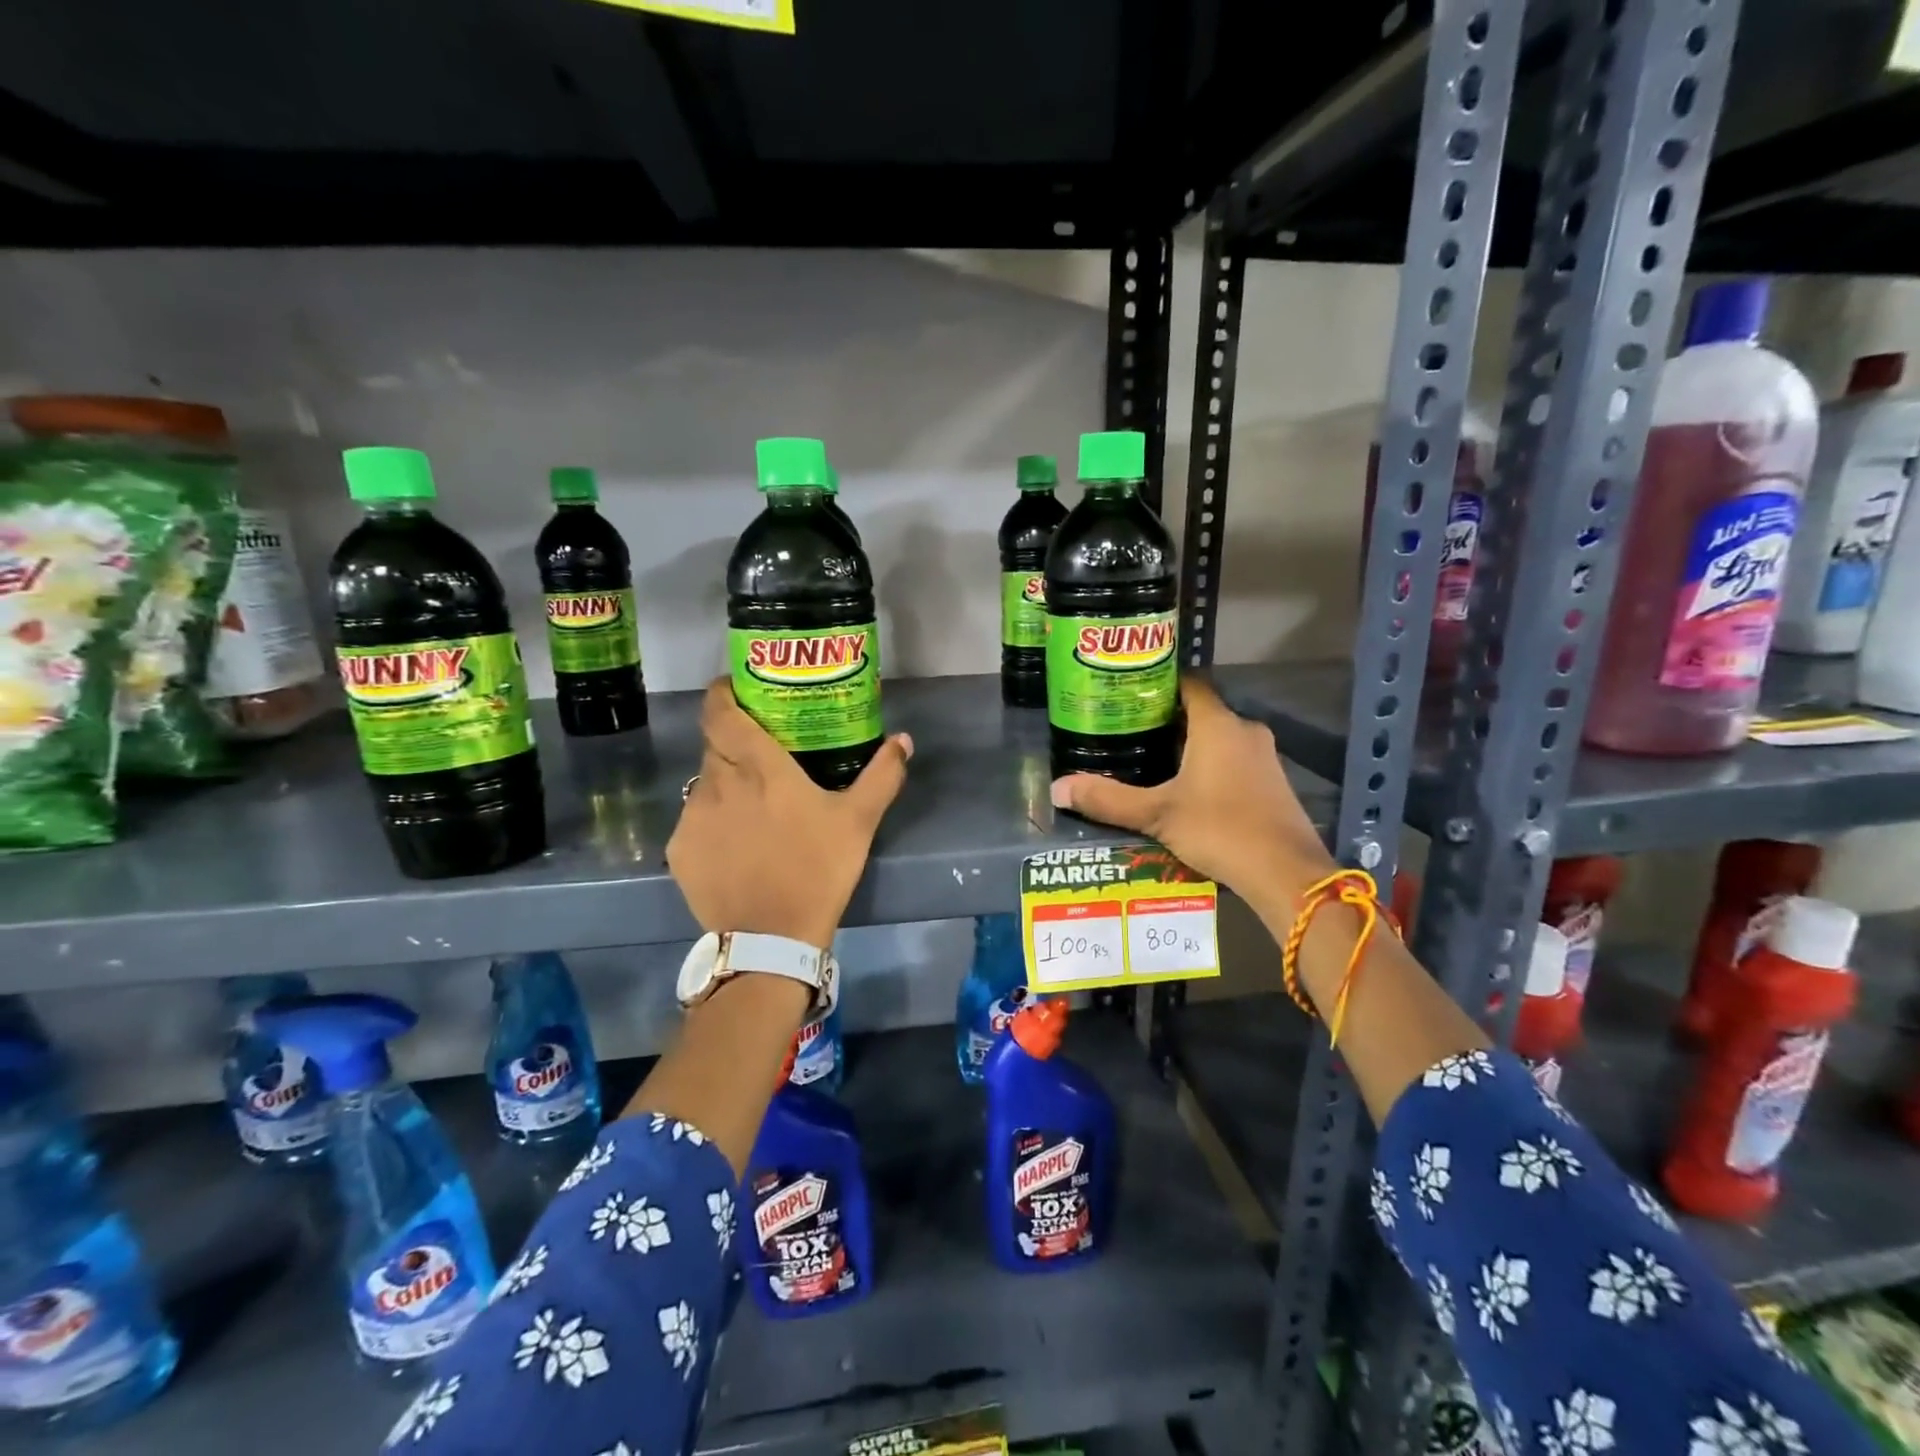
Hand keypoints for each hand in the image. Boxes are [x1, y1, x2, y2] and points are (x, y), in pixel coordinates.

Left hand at [667, 679, 912, 949]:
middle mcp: (716, 781)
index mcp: (758, 766)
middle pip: (714, 745)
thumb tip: (904, 739)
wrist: (771, 938)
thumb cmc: (818, 869)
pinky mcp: (679, 851)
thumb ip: (882, 774)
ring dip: (724, 785)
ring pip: (704, 784)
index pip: (720, 710)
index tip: (736, 689)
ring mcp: (692, 817)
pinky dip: (713, 822)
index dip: (723, 693)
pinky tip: (736, 846)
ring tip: (751, 807)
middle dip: (733, 741)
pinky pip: (694, 821)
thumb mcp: (859, 821)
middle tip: (761, 754)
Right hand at [1050, 676, 1334, 918]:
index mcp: (1217, 725)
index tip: (1128, 694)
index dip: (1159, 684)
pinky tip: (1186, 790)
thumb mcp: (1157, 814)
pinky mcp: (1273, 783)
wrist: (1286, 873)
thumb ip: (1108, 799)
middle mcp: (1244, 730)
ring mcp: (1264, 757)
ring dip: (1189, 746)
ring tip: (1149, 760)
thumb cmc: (1220, 829)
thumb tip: (1057, 789)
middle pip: (1201, 712)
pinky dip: (1209, 766)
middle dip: (1166, 721)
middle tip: (1128, 732)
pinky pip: (1234, 760)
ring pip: (1219, 738)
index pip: (1189, 684)